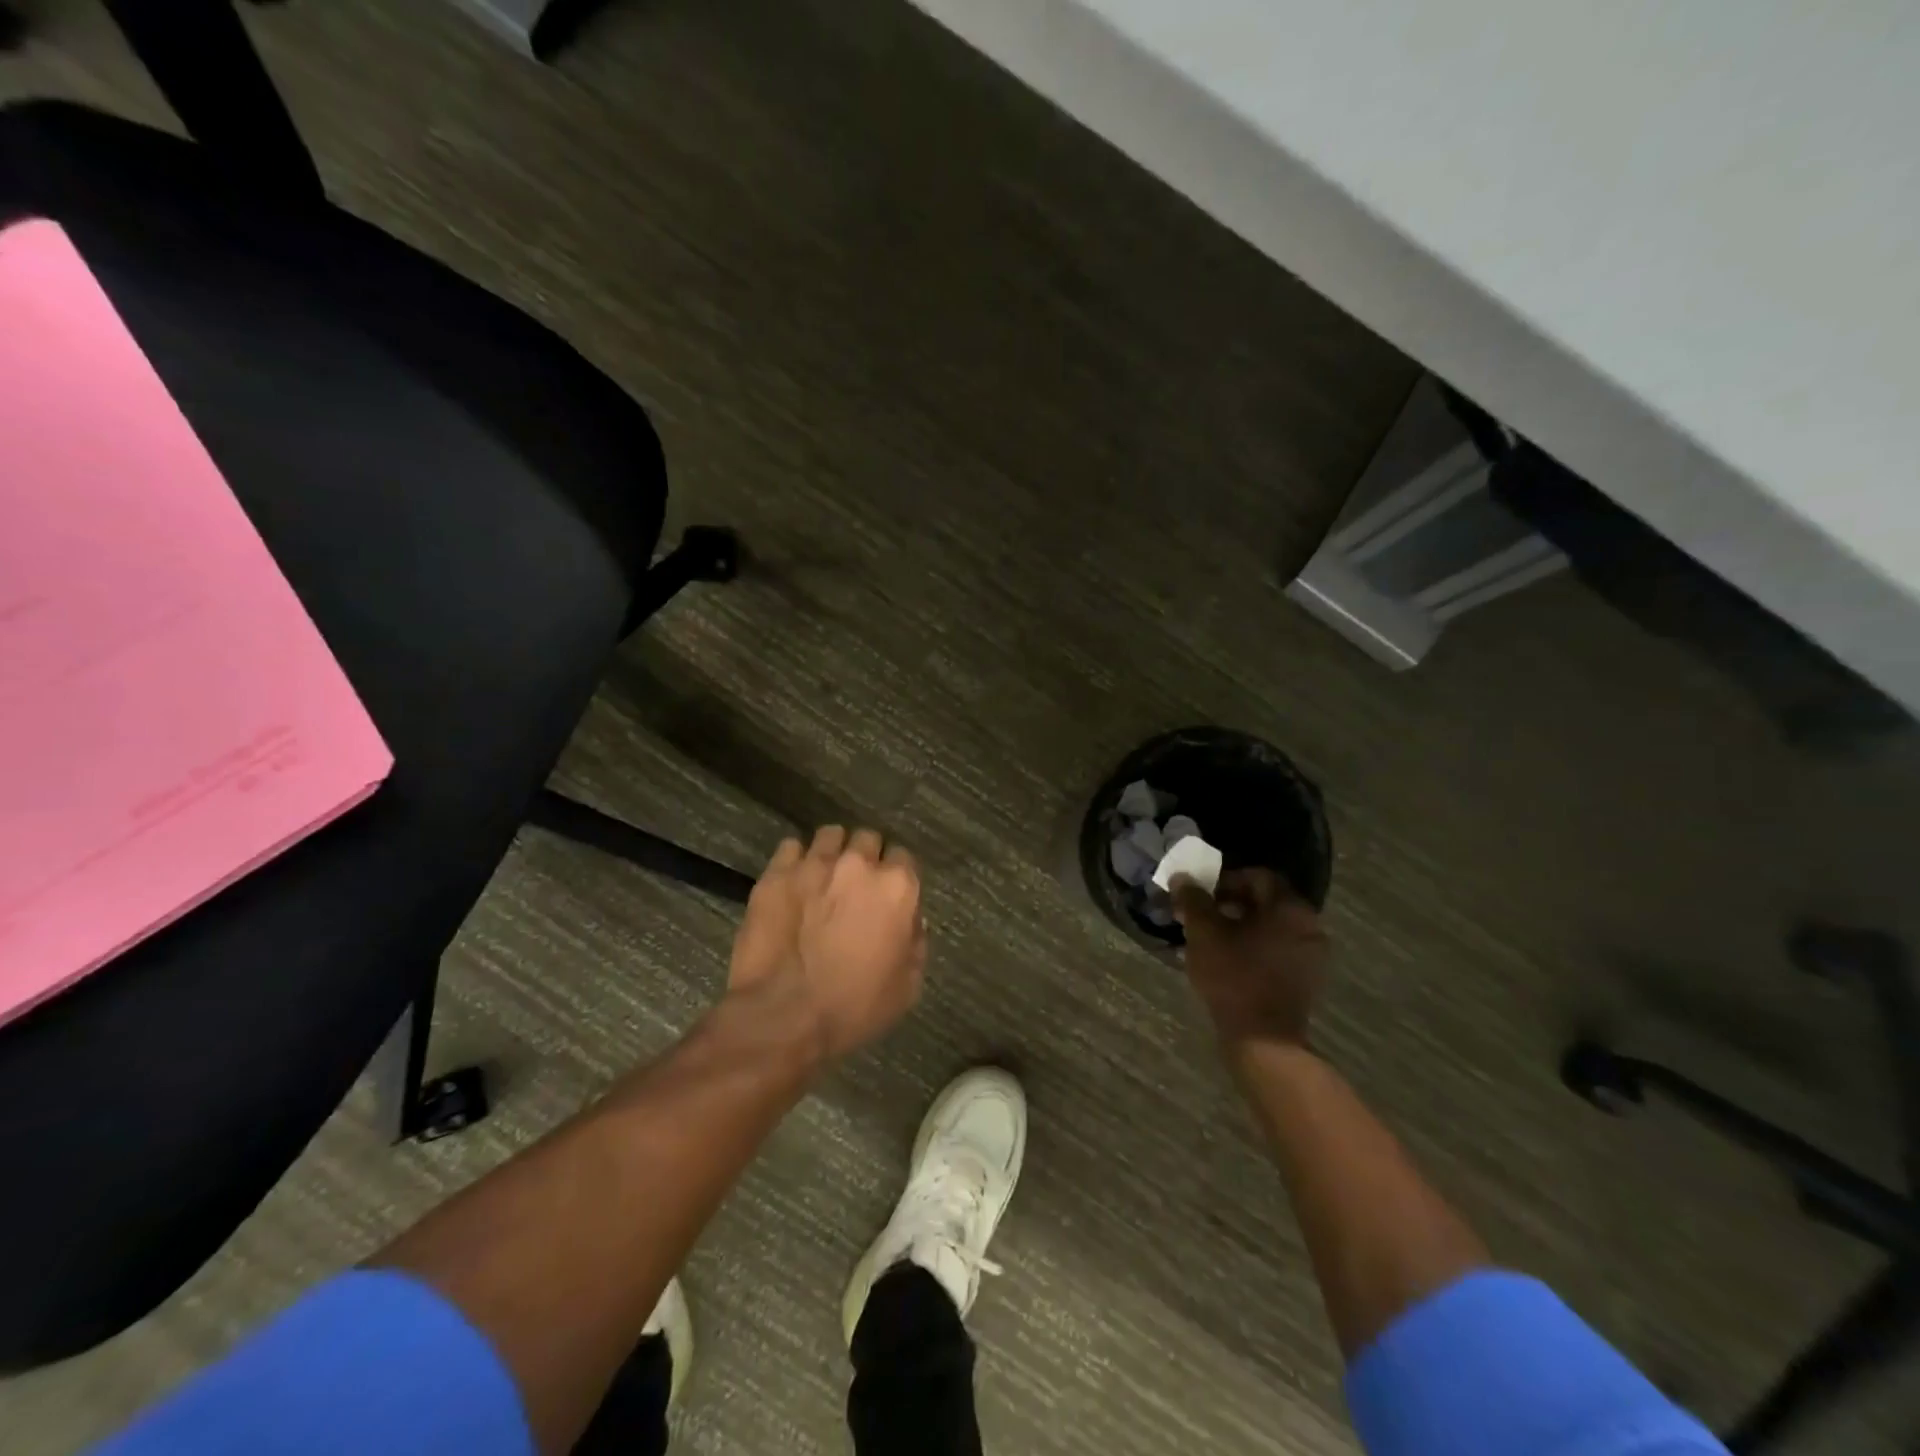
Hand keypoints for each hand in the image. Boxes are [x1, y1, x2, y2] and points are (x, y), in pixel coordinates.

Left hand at [728, 825, 925, 1058]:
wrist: (782, 1016)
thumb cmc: (853, 1007)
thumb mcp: (907, 987)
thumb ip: (916, 943)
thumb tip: (910, 922)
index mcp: (896, 887)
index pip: (904, 858)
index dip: (896, 878)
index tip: (887, 897)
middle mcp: (858, 864)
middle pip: (868, 839)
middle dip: (865, 858)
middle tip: (855, 887)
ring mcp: (814, 864)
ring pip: (830, 835)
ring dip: (832, 852)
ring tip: (823, 876)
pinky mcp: (776, 873)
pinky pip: (791, 847)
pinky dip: (795, 860)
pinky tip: (793, 882)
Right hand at [1171, 867, 1326, 1046]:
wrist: (1264, 1041)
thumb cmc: (1234, 977)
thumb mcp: (1204, 932)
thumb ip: (1193, 899)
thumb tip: (1182, 877)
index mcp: (1290, 908)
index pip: (1257, 876)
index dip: (1224, 880)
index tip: (1200, 895)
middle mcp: (1309, 926)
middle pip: (1266, 901)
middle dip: (1230, 903)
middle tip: (1201, 916)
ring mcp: (1311, 955)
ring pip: (1270, 927)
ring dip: (1240, 926)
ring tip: (1210, 940)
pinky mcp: (1305, 980)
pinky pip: (1277, 950)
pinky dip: (1253, 947)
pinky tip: (1228, 961)